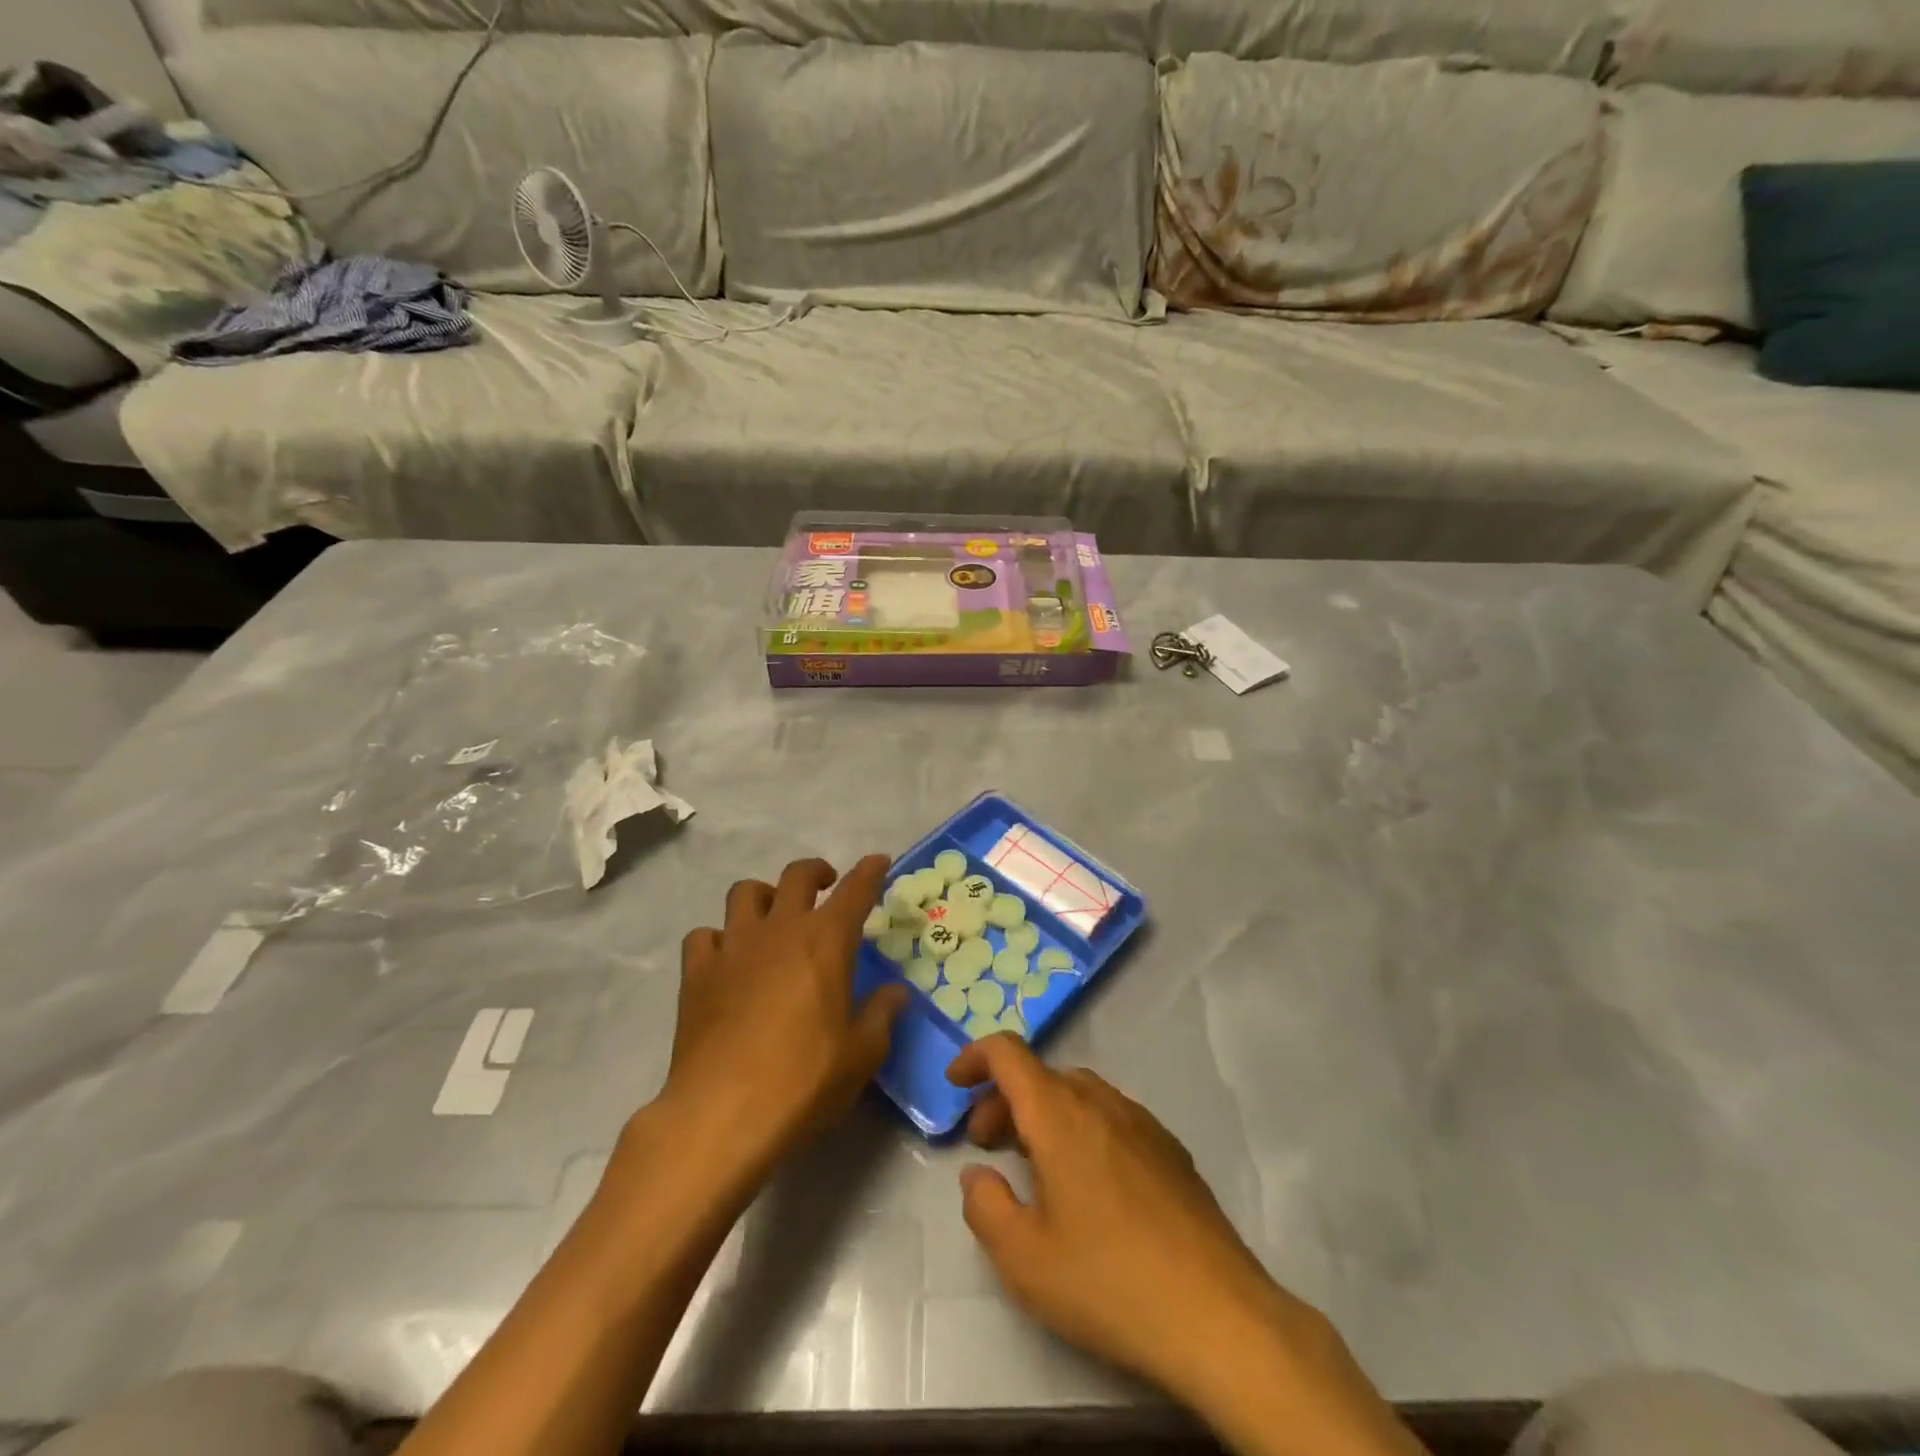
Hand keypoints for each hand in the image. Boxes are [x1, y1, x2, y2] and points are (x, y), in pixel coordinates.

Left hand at [660, 855, 908, 1162]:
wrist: (722, 1114)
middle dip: (816, 872)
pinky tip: (727, 960)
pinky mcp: (696, 973)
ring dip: (765, 896)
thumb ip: (881, 1015)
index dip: (870, 871)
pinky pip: (704, 936)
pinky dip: (719, 938)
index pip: (855, 890)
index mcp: (826, 941)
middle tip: (827, 886)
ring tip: (774, 917)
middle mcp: (779, 930)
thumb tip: (896, 992)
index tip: (879, 861)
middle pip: (796, 876)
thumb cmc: (804, 1081)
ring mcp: (733, 947)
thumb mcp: (861, 1054)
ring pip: (745, 892)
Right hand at [947, 1037, 1422, 1455]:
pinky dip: (1083, 1128)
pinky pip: (1112, 1117)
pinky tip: (1090, 1184)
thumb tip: (978, 1174)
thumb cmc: (1109, 1282)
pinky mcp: (1170, 1149)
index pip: (1009, 1053)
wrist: (1218, 1314)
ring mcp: (1142, 1122)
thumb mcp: (1025, 1259)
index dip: (976, 1056)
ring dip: (1045, 1113)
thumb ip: (986, 1206)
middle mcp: (1101, 1103)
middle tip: (988, 1145)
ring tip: (1035, 1165)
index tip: (956, 1083)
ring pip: (1079, 1094)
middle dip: (1005, 1099)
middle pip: (1042, 1076)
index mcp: (1060, 1115)